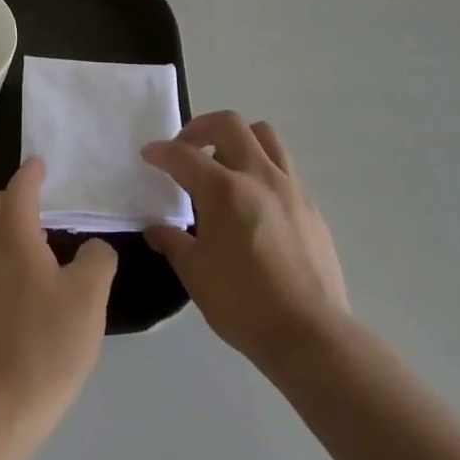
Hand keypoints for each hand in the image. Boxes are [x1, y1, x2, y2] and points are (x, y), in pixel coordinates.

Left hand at [0, 157, 117, 436]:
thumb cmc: (47, 343)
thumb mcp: (89, 297)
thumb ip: (97, 260)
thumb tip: (93, 249)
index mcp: (11, 239)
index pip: (17, 191)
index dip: (30, 174)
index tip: (39, 164)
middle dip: (3, 197)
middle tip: (34, 206)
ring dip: (0, 228)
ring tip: (37, 246)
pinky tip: (26, 283)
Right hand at [142, 112, 351, 373]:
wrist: (310, 335)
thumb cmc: (244, 304)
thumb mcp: (195, 274)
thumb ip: (173, 242)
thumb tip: (156, 230)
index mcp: (224, 191)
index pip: (184, 155)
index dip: (161, 152)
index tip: (149, 155)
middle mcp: (258, 176)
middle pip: (229, 124)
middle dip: (200, 128)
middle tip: (186, 149)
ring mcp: (290, 188)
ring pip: (264, 136)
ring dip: (238, 139)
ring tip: (223, 164)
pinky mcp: (310, 206)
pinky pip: (283, 167)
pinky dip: (261, 168)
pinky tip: (253, 200)